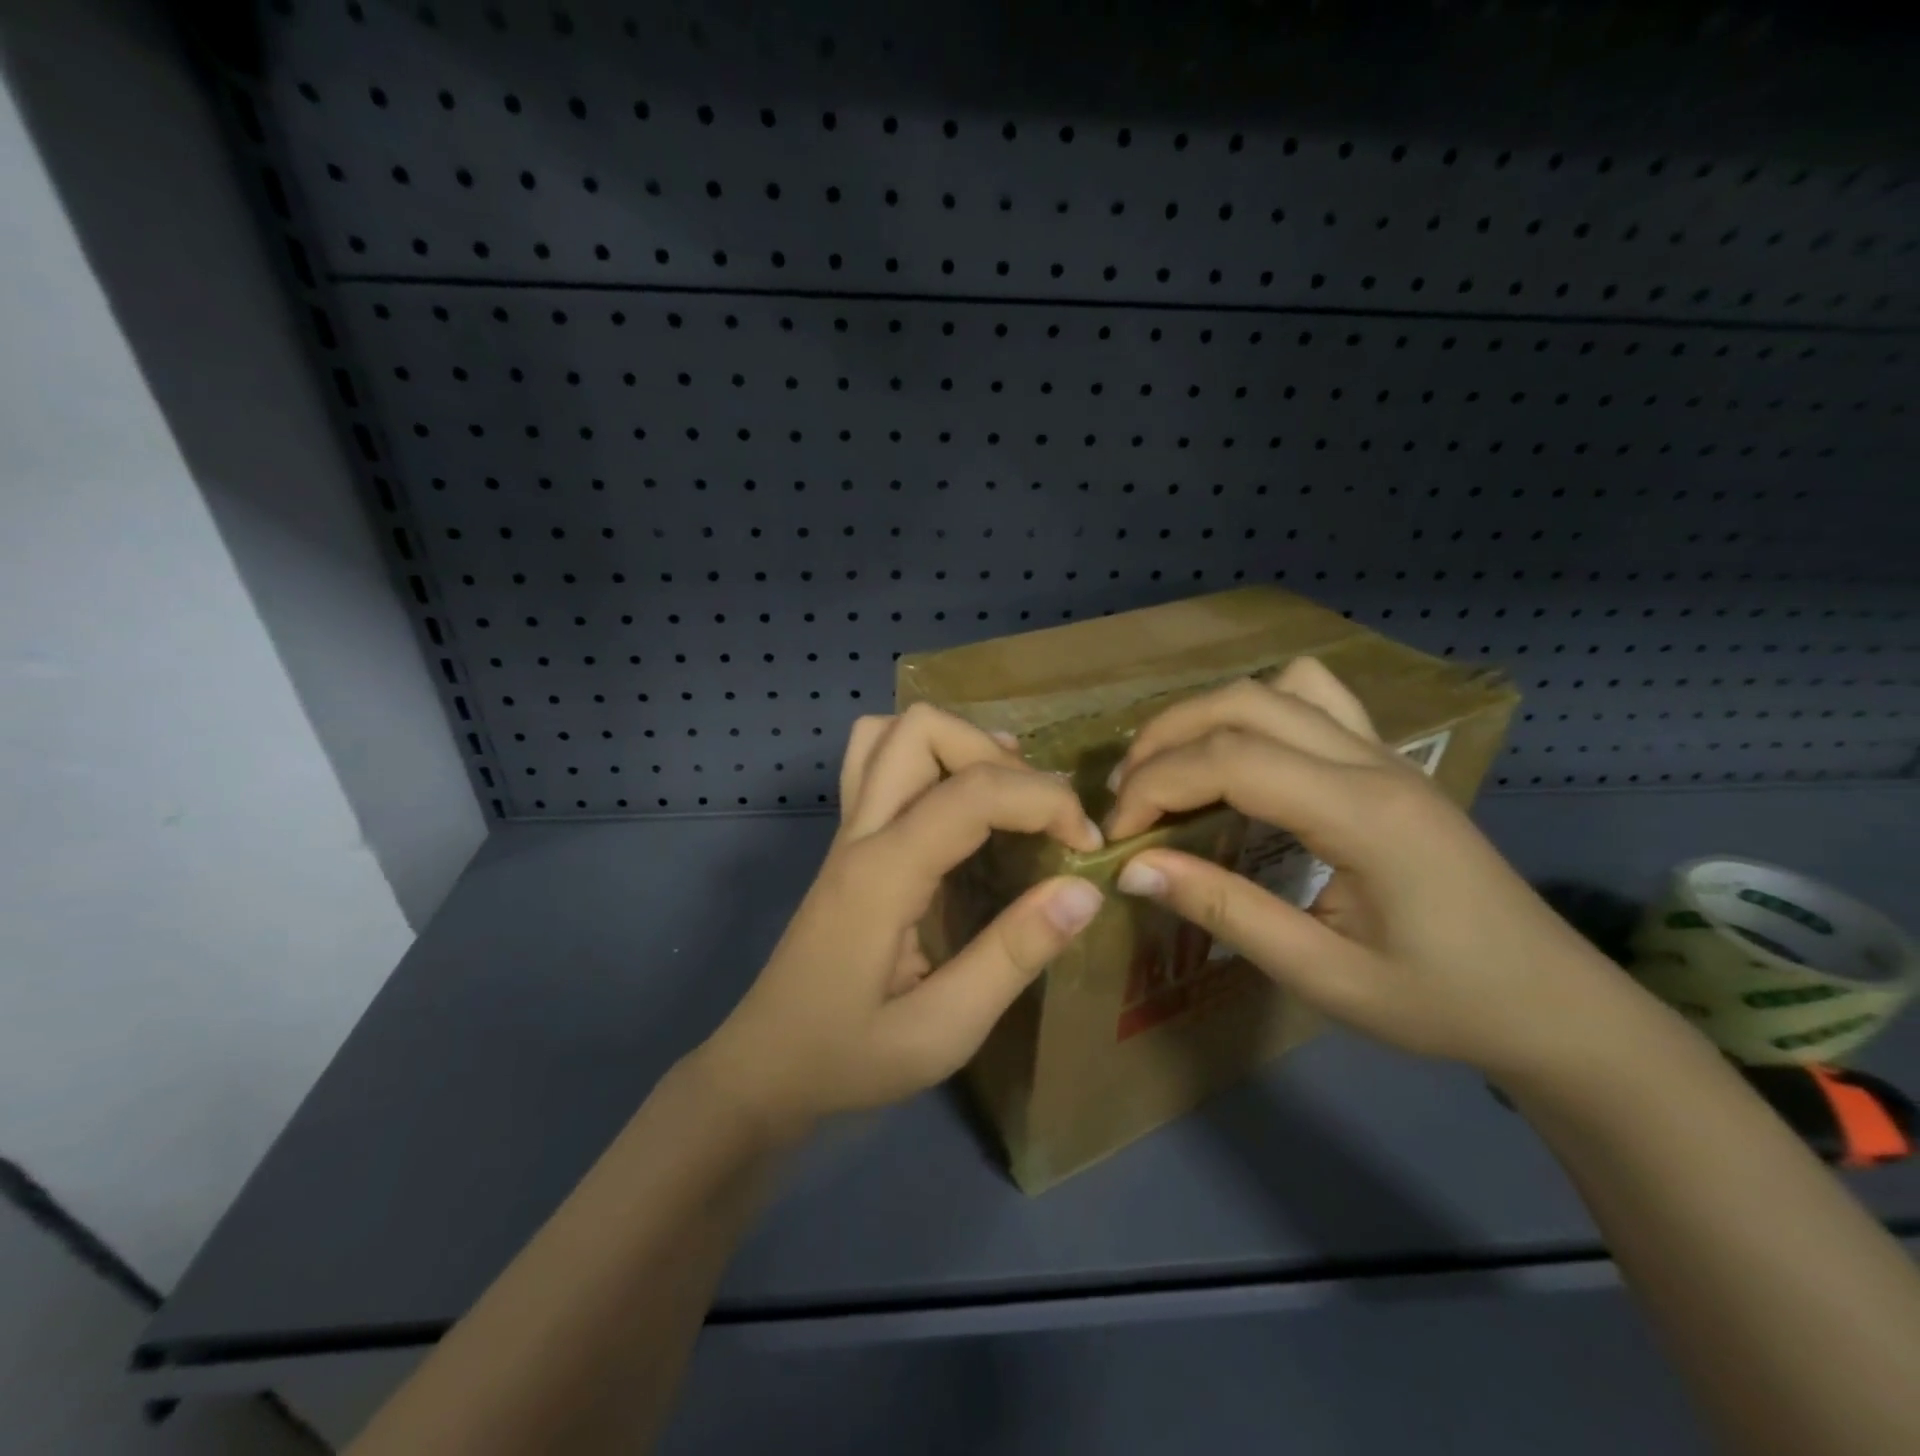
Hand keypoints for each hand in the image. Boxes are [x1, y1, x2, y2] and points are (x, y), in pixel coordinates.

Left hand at [696, 704, 1105, 1138]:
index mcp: (883, 874)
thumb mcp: (942, 1030)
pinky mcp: (848, 840)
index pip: (972, 791)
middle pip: (922, 729)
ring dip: (958, 745)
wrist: (764, 1067)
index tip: (1085, 845)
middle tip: (1038, 814)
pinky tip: (960, 804)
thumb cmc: (849, 1058)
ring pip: (892, 732)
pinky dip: (929, 756)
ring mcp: (848, 830)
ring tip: (1004, 794)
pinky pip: (879, 760)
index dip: (1043, 801)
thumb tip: (1083, 889)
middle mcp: (861, 833)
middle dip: (996, 755)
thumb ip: (1013, 956)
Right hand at [1105, 660, 1653, 1081]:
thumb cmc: (1441, 1002)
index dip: (1156, 785)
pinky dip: (1259, 709)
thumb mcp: (1323, 974)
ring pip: (1275, 688)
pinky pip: (1316, 698)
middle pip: (1242, 703)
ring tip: (1171, 769)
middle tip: (1127, 798)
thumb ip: (1225, 912)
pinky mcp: (1388, 761)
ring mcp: (1385, 753)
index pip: (1230, 759)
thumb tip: (1134, 869)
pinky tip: (1243, 755)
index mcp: (1361, 813)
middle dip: (1165, 740)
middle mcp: (1372, 762)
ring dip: (1205, 716)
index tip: (1118, 835)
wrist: (1554, 1005)